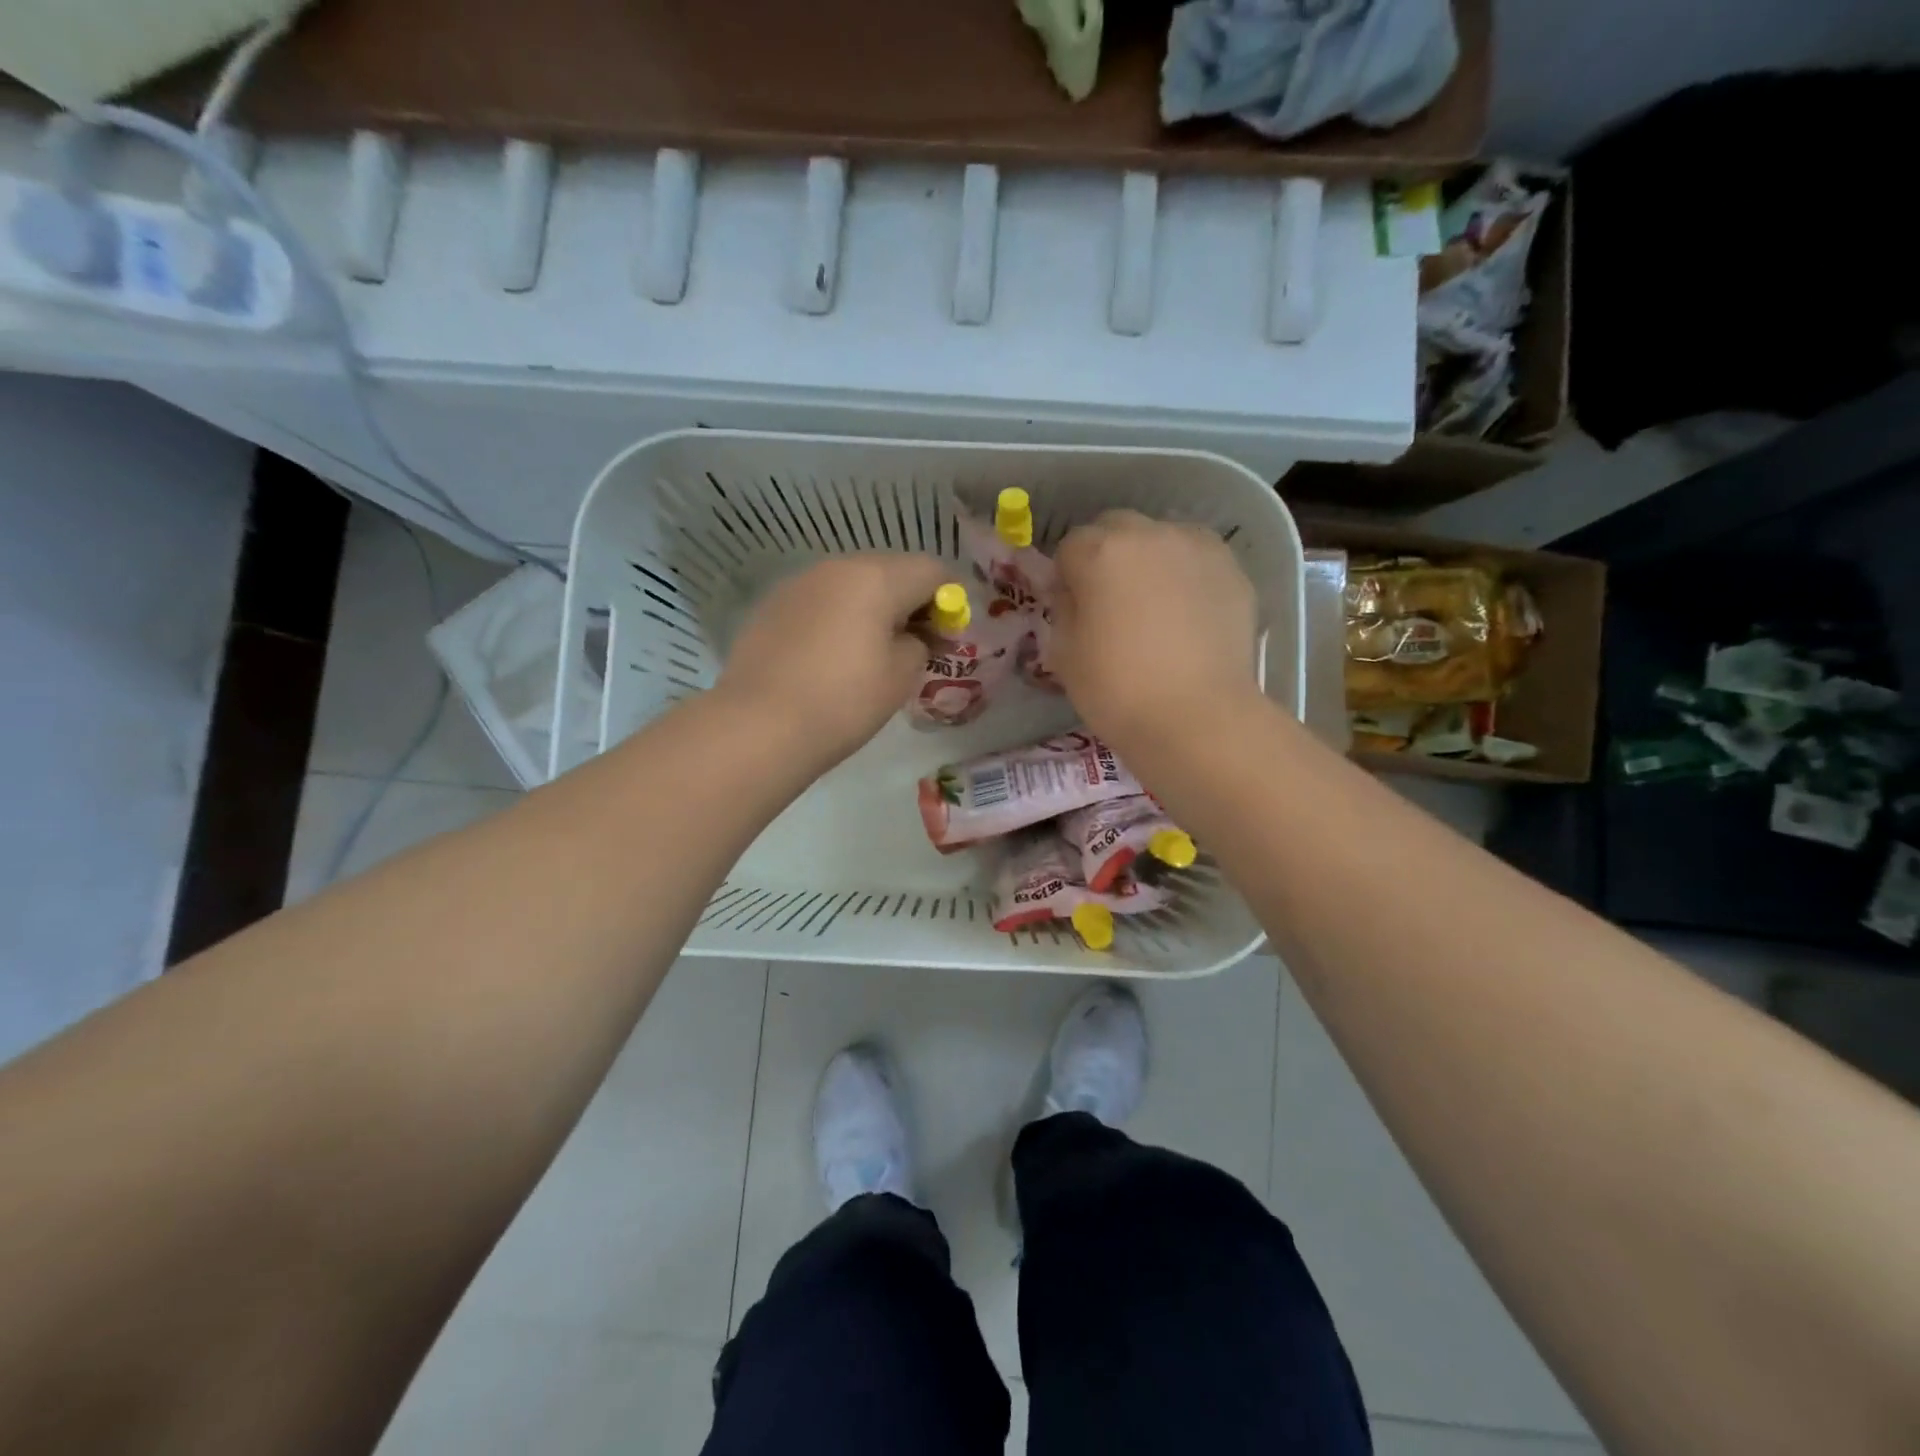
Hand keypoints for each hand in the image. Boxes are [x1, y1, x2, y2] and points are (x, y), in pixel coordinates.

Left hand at [719, 553, 947, 768]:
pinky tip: (830, 656)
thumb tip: (911, 636)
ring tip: (869, 652)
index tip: (945, 637)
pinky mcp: (772, 605)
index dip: (948, 600)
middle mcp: (836, 567)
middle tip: (913, 644)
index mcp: (876, 577)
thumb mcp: (901, 677)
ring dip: (870, 607)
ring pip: (851, 584)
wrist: (759, 726)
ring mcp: (799, 583)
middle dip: (909, 601)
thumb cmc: (843, 701)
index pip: (931, 570)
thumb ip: (919, 645)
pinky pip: (820, 601)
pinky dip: (836, 617)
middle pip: (889, 570)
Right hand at [1051, 510, 1262, 754]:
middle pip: (1117, 529)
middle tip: (1112, 603)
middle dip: (1108, 556)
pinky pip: (1198, 562)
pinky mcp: (1234, 571)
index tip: (1072, 608)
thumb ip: (1064, 610)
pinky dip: (1187, 577)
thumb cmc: (1118, 690)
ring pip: (1162, 538)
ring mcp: (1199, 548)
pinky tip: (1188, 617)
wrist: (1198, 718)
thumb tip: (1075, 594)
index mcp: (1101, 552)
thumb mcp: (1065, 655)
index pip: (1070, 545)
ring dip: (1150, 561)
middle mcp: (1151, 534)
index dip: (1067, 576)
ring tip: (1155, 607)